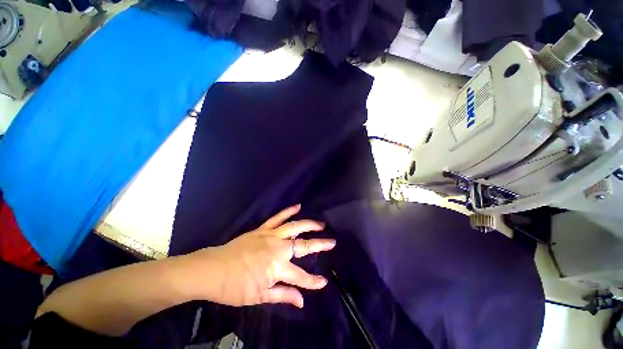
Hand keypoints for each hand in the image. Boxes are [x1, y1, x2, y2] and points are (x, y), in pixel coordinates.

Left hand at [187, 204, 335, 307]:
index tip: (324, 282)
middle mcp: (278, 248)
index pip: (301, 277)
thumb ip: (283, 296)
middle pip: (303, 245)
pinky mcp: (262, 229)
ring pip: (294, 227)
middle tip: (332, 241)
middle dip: (320, 244)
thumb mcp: (259, 297)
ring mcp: (270, 235)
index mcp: (277, 267)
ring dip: (309, 224)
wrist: (213, 270)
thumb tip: (302, 301)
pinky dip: (288, 211)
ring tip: (321, 224)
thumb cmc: (235, 287)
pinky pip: (277, 217)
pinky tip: (298, 206)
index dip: (313, 281)